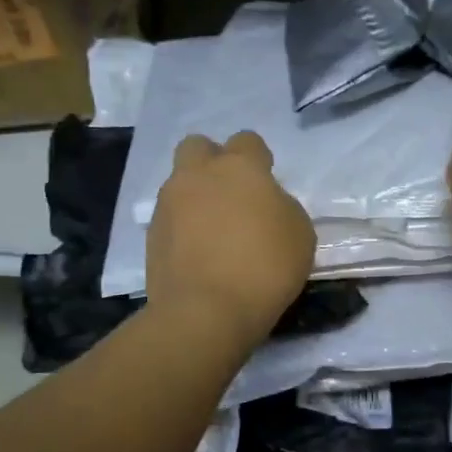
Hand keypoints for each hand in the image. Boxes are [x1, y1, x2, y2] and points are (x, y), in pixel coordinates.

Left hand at [147, 131, 314, 352]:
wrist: (206, 310)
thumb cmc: (265, 267)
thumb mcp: (300, 233)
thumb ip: (282, 207)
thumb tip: (265, 205)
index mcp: (239, 167)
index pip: (247, 140)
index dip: (258, 159)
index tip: (265, 185)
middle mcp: (198, 175)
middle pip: (198, 146)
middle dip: (212, 161)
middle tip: (231, 194)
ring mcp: (169, 204)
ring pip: (179, 182)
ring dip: (195, 196)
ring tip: (213, 231)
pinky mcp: (151, 234)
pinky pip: (169, 217)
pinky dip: (182, 227)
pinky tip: (197, 254)